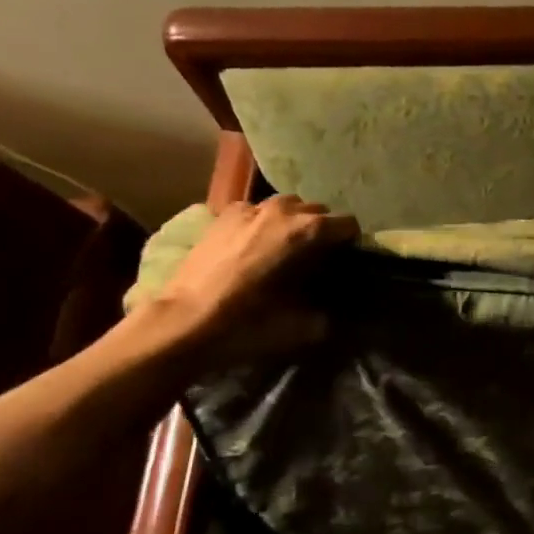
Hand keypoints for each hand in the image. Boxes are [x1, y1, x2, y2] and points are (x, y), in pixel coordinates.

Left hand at [144, 195, 359, 362]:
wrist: (181, 323)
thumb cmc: (246, 323)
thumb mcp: (300, 328)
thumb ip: (326, 315)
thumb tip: (336, 312)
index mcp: (307, 231)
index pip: (348, 224)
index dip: (352, 242)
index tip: (348, 260)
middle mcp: (282, 211)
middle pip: (317, 210)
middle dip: (322, 229)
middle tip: (318, 256)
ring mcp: (248, 209)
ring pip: (286, 205)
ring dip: (293, 221)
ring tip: (286, 246)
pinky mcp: (221, 216)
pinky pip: (254, 211)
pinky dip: (261, 223)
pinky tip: (253, 244)